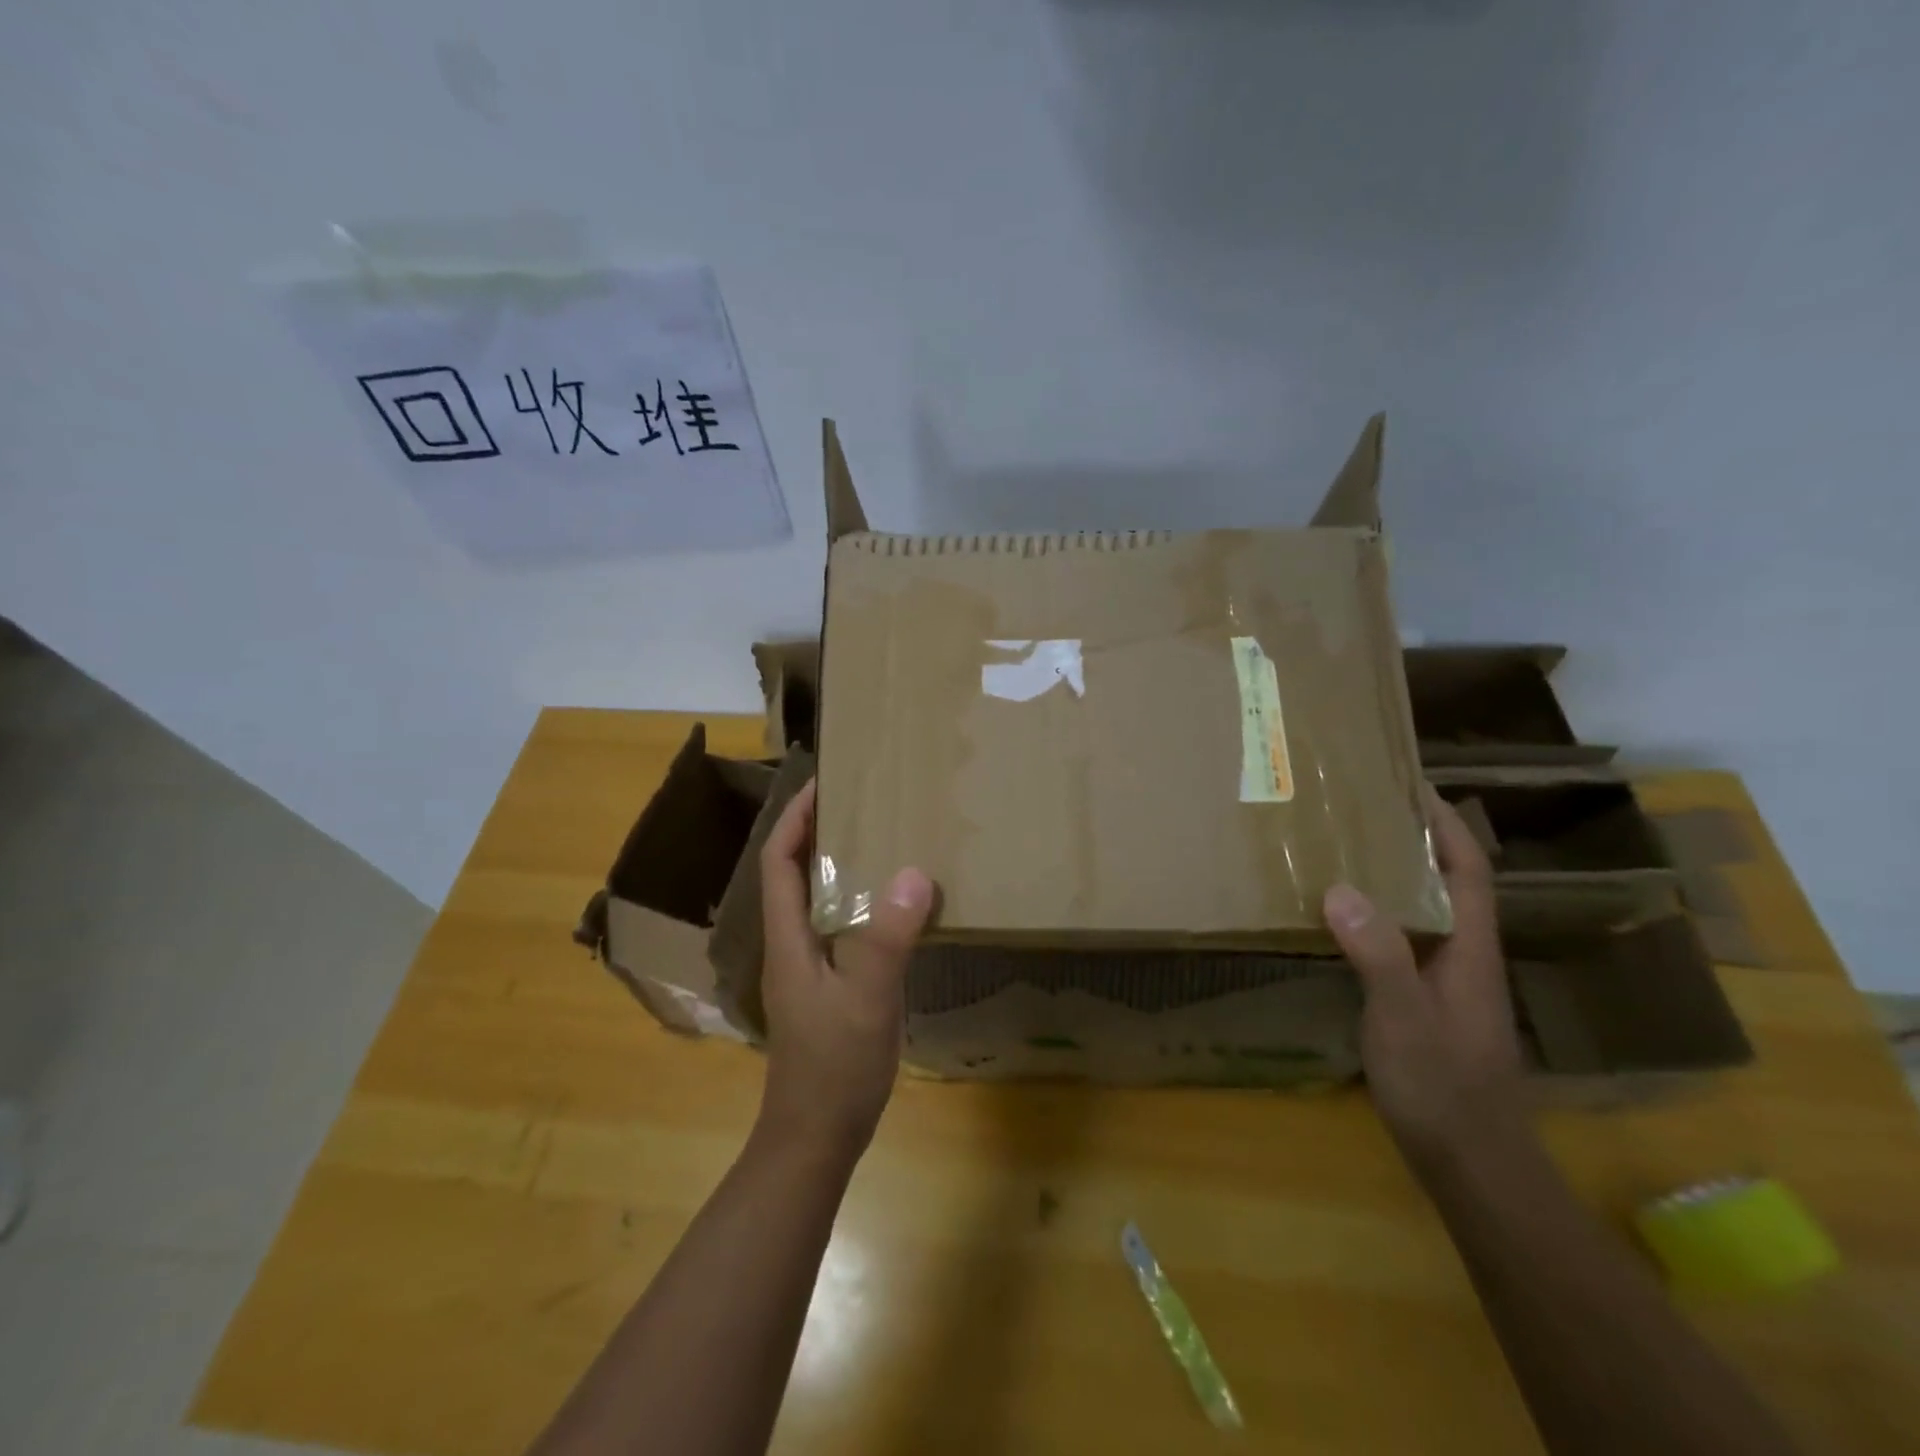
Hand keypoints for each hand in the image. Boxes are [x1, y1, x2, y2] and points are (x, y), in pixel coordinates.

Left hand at [756, 780, 934, 1160]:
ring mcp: (807, 969)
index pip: (779, 861)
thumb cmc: (834, 1068)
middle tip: (863, 804)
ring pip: (817, 901)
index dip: (795, 819)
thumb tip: (914, 872)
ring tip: (882, 841)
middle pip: (795, 874)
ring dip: (839, 866)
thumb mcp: (867, 1000)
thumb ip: (887, 938)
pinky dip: (857, 902)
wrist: (815, 1139)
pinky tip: (893, 907)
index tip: (823, 783)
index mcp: (788, 938)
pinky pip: (838, 927)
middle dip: (819, 833)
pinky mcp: (826, 988)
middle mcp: (791, 945)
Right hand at [1324, 786, 1523, 1162]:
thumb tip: (1339, 887)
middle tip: (1366, 810)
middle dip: (1418, 841)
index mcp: (1470, 950)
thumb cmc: (1443, 1087)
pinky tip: (1345, 919)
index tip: (1415, 786)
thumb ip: (1377, 954)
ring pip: (1426, 912)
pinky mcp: (1427, 1004)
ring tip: (1349, 850)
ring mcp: (1448, 983)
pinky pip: (1405, 939)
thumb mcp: (1403, 1018)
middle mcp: (1465, 957)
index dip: (1446, 826)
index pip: (1468, 871)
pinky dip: (1381, 914)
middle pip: (1449, 884)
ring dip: (1398, 875)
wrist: (1472, 1164)